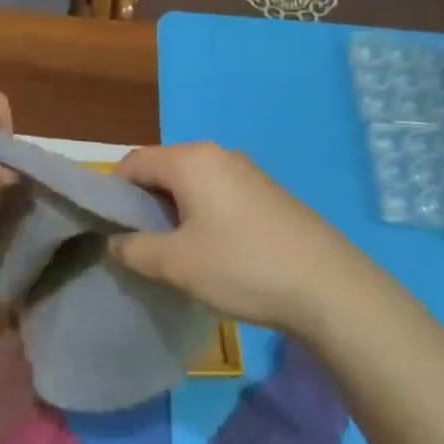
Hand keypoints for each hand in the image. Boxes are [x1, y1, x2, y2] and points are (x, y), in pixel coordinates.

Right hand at [108, 143, 379, 330]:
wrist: (331, 289)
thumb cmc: (242, 266)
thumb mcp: (175, 264)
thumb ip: (133, 249)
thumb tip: (115, 241)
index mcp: (189, 160)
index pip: (132, 163)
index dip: (113, 193)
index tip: (112, 230)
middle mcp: (217, 155)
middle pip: (162, 170)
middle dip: (144, 205)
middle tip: (142, 246)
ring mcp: (248, 172)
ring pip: (191, 184)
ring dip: (174, 213)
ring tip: (177, 254)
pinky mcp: (269, 194)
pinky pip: (218, 195)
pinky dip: (203, 216)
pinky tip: (215, 253)